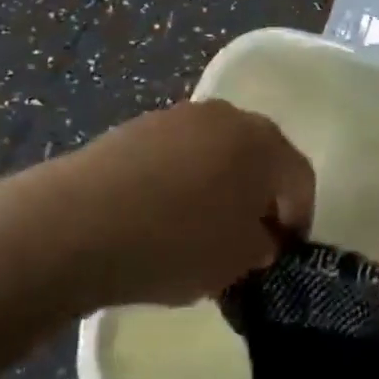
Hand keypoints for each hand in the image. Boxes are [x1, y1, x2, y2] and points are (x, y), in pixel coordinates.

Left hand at [0, 100, 313, 310]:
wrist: (78, 222)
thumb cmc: (175, 243)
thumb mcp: (235, 263)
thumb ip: (260, 248)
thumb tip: (258, 237)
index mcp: (266, 144)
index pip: (300, 180)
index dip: (297, 220)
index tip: (282, 254)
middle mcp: (230, 117)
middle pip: (260, 157)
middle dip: (258, 198)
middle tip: (245, 239)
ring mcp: (182, 116)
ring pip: (218, 152)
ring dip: (219, 185)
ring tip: (197, 228)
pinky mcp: (141, 125)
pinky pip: (179, 153)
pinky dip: (182, 179)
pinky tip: (159, 214)